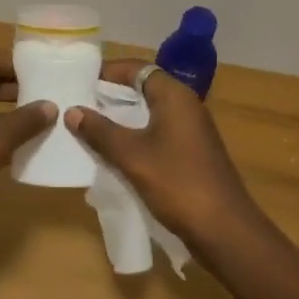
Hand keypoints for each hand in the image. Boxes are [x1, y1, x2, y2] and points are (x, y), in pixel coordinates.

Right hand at [66, 59, 260, 252]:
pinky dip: (135, 136)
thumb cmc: (178, 184)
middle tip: (79, 103)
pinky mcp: (192, 153)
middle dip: (112, 95)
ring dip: (122, 118)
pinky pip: (157, 133)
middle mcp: (186, 106)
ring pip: (150, 113)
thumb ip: (100, 132)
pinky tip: (115, 153)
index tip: (80, 79)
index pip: (137, 68)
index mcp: (174, 96)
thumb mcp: (132, 156)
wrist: (225, 231)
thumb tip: (72, 111)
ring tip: (90, 127)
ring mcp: (191, 131)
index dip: (108, 71)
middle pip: (143, 88)